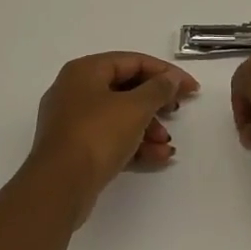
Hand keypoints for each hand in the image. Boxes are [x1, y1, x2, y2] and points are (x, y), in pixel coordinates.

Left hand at [30, 52, 198, 226]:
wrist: (59, 188)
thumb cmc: (97, 135)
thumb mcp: (135, 108)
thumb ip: (159, 89)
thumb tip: (170, 79)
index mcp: (85, 70)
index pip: (133, 61)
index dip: (166, 72)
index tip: (191, 88)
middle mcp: (75, 90)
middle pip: (126, 88)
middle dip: (156, 103)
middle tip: (177, 111)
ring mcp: (72, 121)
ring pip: (119, 116)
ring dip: (148, 128)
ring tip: (167, 143)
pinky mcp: (74, 149)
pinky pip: (110, 138)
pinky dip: (134, 144)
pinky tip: (158, 157)